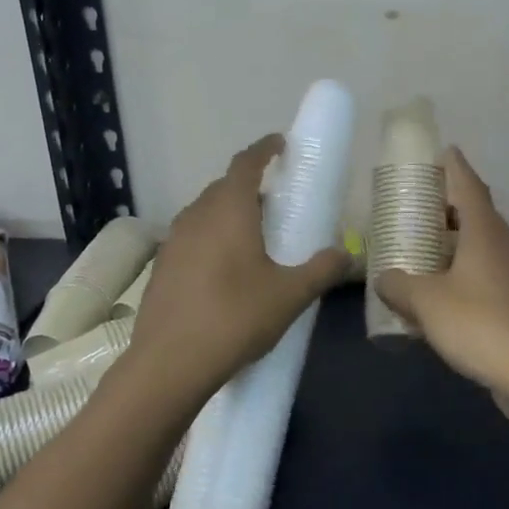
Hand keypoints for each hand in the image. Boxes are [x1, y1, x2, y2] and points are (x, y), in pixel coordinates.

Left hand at [127, 134, 348, 410]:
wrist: (169, 363)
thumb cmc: (235, 318)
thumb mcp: (290, 295)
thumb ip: (321, 270)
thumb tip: (346, 254)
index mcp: (229, 210)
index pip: (246, 163)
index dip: (264, 149)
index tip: (280, 144)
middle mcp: (197, 215)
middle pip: (224, 187)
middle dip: (250, 186)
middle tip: (276, 202)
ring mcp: (173, 241)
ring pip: (205, 212)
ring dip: (229, 213)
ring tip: (253, 236)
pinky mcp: (161, 266)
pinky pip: (192, 237)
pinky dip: (211, 237)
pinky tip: (225, 269)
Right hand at [375, 148, 508, 418]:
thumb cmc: (478, 323)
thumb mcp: (425, 302)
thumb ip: (399, 286)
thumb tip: (384, 279)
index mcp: (484, 232)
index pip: (468, 185)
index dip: (454, 166)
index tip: (443, 150)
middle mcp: (505, 244)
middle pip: (477, 213)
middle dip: (450, 205)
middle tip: (422, 204)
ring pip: (484, 245)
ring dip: (458, 241)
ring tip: (428, 247)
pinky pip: (488, 273)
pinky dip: (466, 271)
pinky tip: (446, 291)